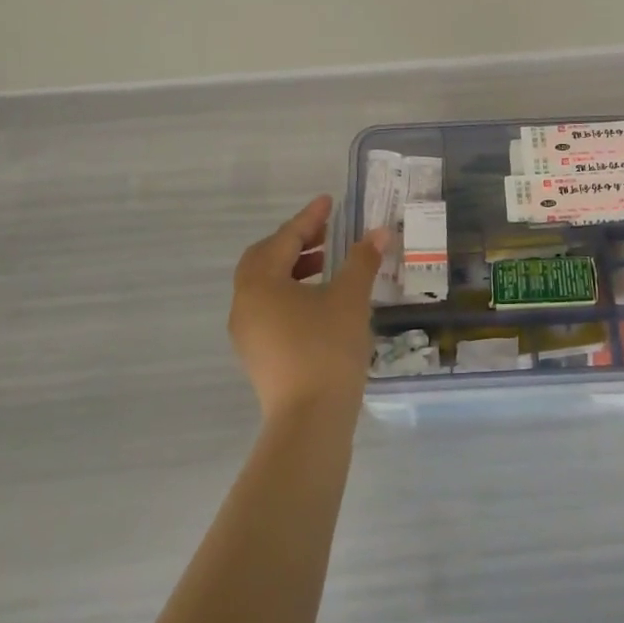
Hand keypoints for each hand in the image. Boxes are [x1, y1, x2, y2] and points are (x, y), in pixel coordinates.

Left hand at [230, 196, 388, 424]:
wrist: (309, 421)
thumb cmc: (327, 349)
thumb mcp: (349, 299)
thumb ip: (362, 261)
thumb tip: (379, 232)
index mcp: (260, 283)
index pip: (285, 239)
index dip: (309, 218)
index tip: (329, 201)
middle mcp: (244, 303)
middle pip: (265, 259)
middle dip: (295, 242)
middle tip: (326, 234)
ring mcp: (246, 332)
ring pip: (265, 285)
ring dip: (293, 268)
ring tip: (327, 265)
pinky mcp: (256, 354)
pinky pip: (268, 308)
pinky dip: (290, 292)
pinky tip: (319, 301)